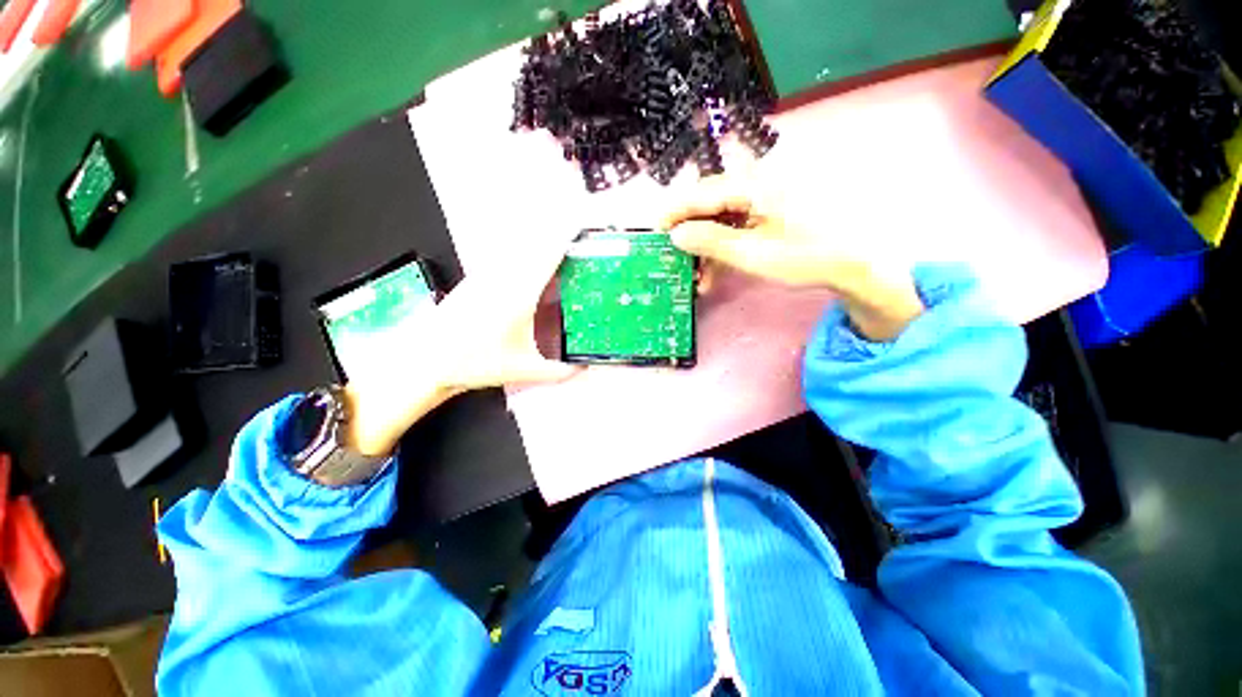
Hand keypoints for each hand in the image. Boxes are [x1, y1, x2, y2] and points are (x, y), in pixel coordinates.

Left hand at [343, 238, 579, 456]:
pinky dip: (521, 253)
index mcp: (519, 295)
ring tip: (556, 244)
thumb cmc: (474, 362)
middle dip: (556, 236)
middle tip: (575, 232)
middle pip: (534, 245)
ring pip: (517, 249)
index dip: (565, 239)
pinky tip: (526, 262)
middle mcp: (503, 278)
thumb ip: (557, 372)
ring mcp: (486, 276)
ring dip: (537, 242)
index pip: (547, 257)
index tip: (580, 226)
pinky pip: (504, 258)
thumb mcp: (523, 370)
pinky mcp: (475, 280)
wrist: (426, 360)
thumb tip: (582, 370)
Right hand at [662, 176, 924, 340]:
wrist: (853, 263)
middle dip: (689, 235)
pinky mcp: (768, 213)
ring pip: (720, 220)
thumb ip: (711, 241)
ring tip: (696, 278)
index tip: (653, 232)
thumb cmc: (804, 256)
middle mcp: (756, 184)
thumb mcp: (752, 254)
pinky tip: (714, 273)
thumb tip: (676, 235)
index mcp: (753, 185)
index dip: (674, 213)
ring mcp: (763, 199)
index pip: (701, 194)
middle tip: (674, 260)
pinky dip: (722, 249)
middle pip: (708, 206)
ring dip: (705, 249)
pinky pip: (736, 227)